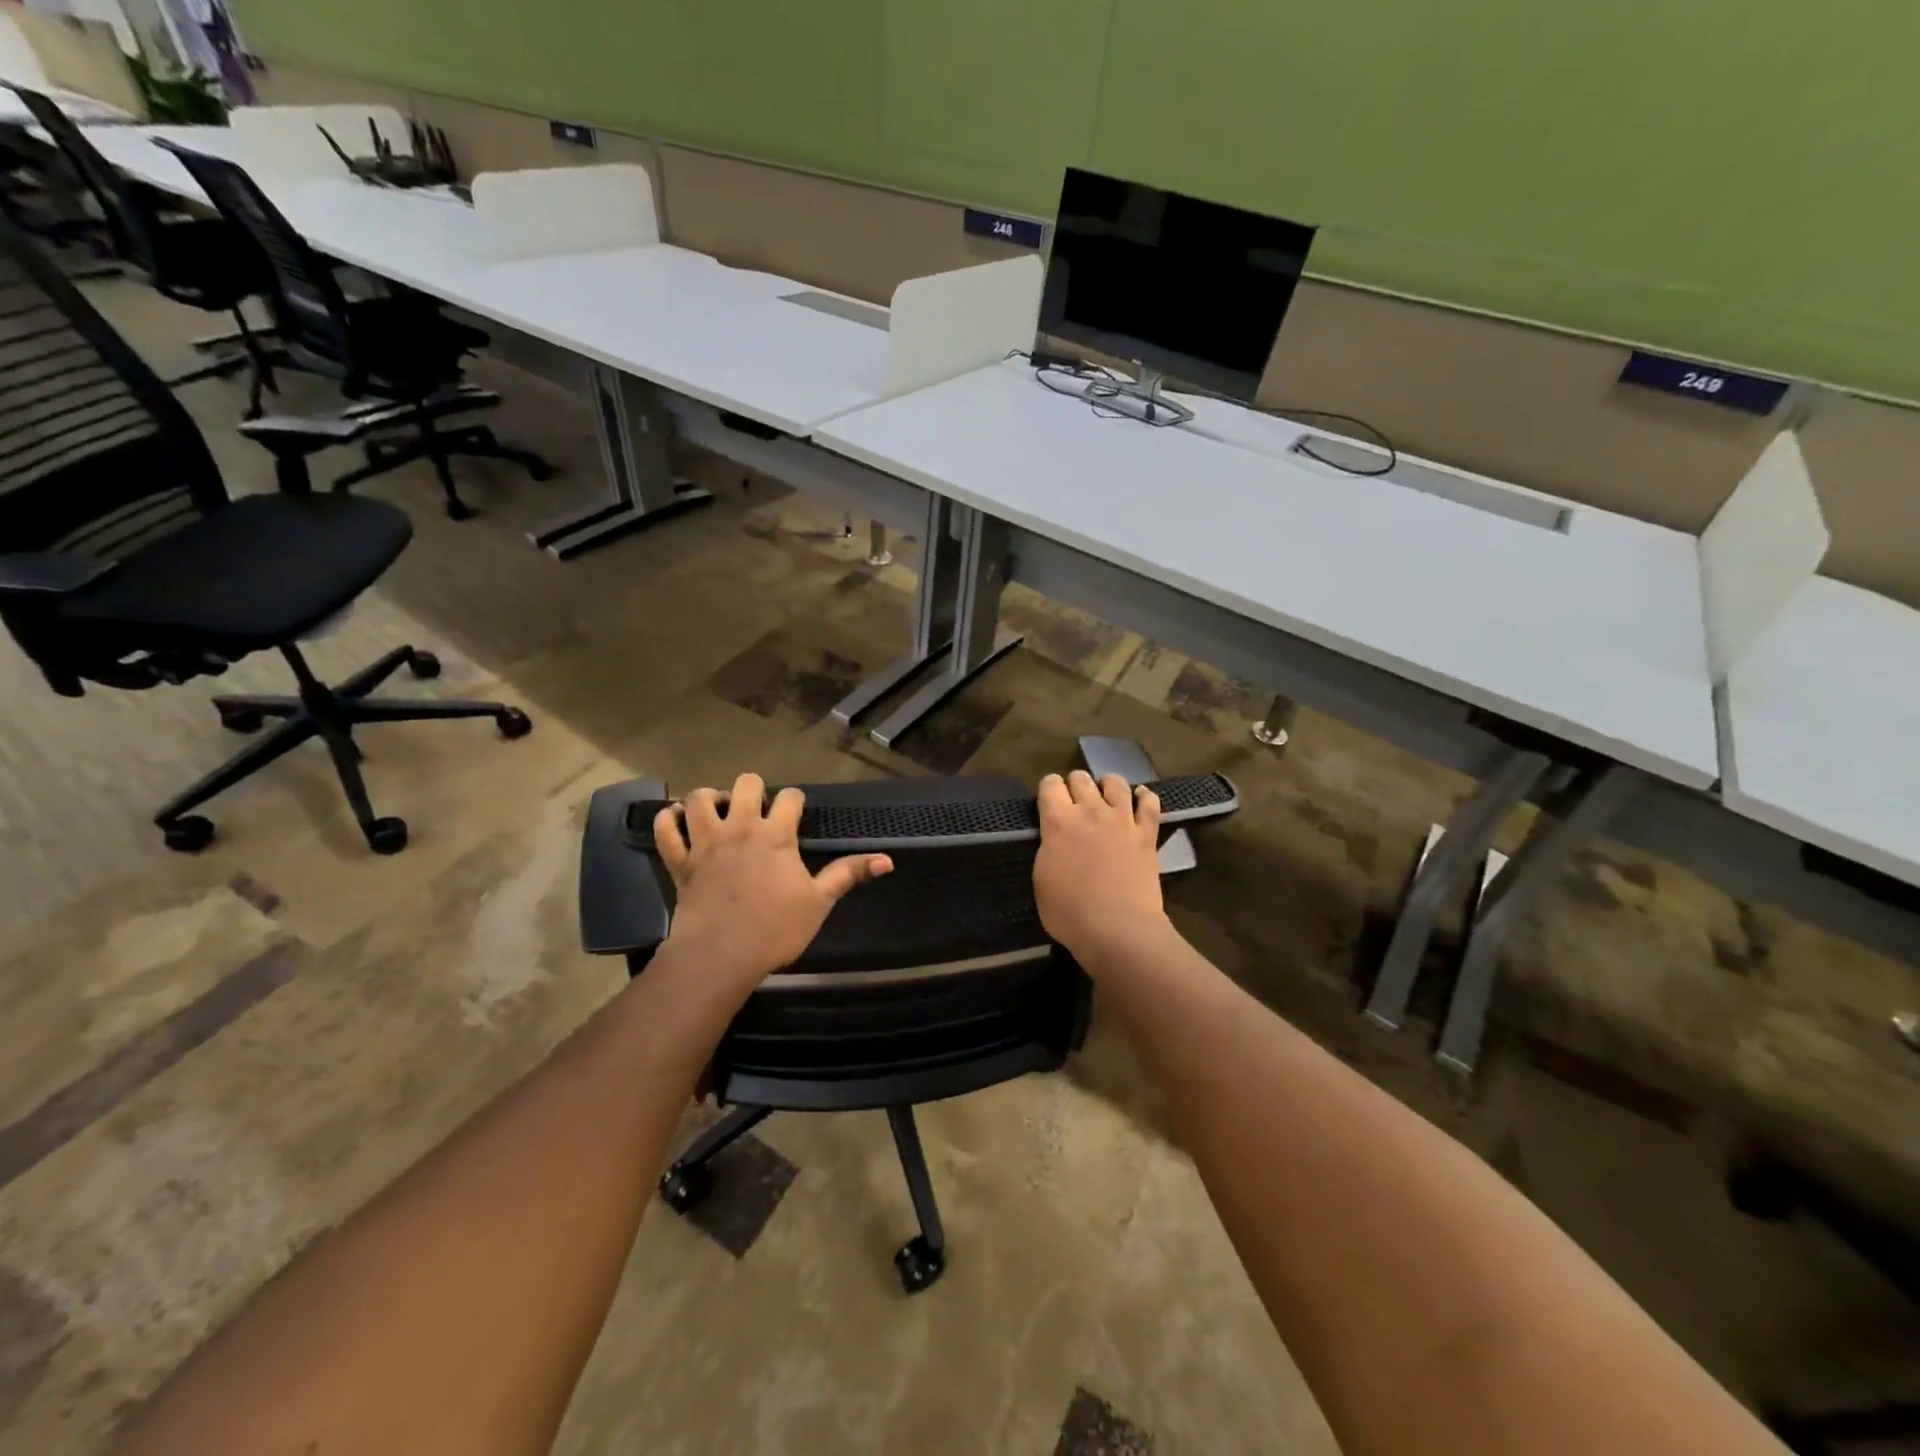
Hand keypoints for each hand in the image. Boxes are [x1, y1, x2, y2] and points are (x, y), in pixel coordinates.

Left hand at [654, 773, 891, 988]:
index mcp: (776, 835)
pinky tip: (678, 820)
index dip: (795, 801)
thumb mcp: (819, 902)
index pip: (790, 797)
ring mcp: (706, 842)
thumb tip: (888, 859)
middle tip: (756, 809)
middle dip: (752, 789)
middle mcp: (740, 828)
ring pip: (700, 798)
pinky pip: (665, 829)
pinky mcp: (680, 861)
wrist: (721, 956)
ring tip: (718, 810)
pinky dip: (668, 819)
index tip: (796, 813)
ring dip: (709, 798)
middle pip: (745, 784)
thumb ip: (849, 874)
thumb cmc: (775, 929)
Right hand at [1033, 771, 1168, 966]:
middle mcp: (1090, 811)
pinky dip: (1144, 797)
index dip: (1048, 788)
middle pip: (1081, 778)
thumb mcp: (1041, 879)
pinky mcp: (1147, 834)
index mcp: (1058, 822)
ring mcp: (1122, 820)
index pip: (1050, 785)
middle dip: (1075, 784)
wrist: (1118, 929)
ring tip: (1106, 795)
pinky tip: (1140, 798)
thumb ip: (1049, 848)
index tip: (1049, 801)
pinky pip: (1150, 804)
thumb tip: (1055, 838)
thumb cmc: (1070, 912)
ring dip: (1107, 785)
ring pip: (1115, 783)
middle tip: (1075, 801)